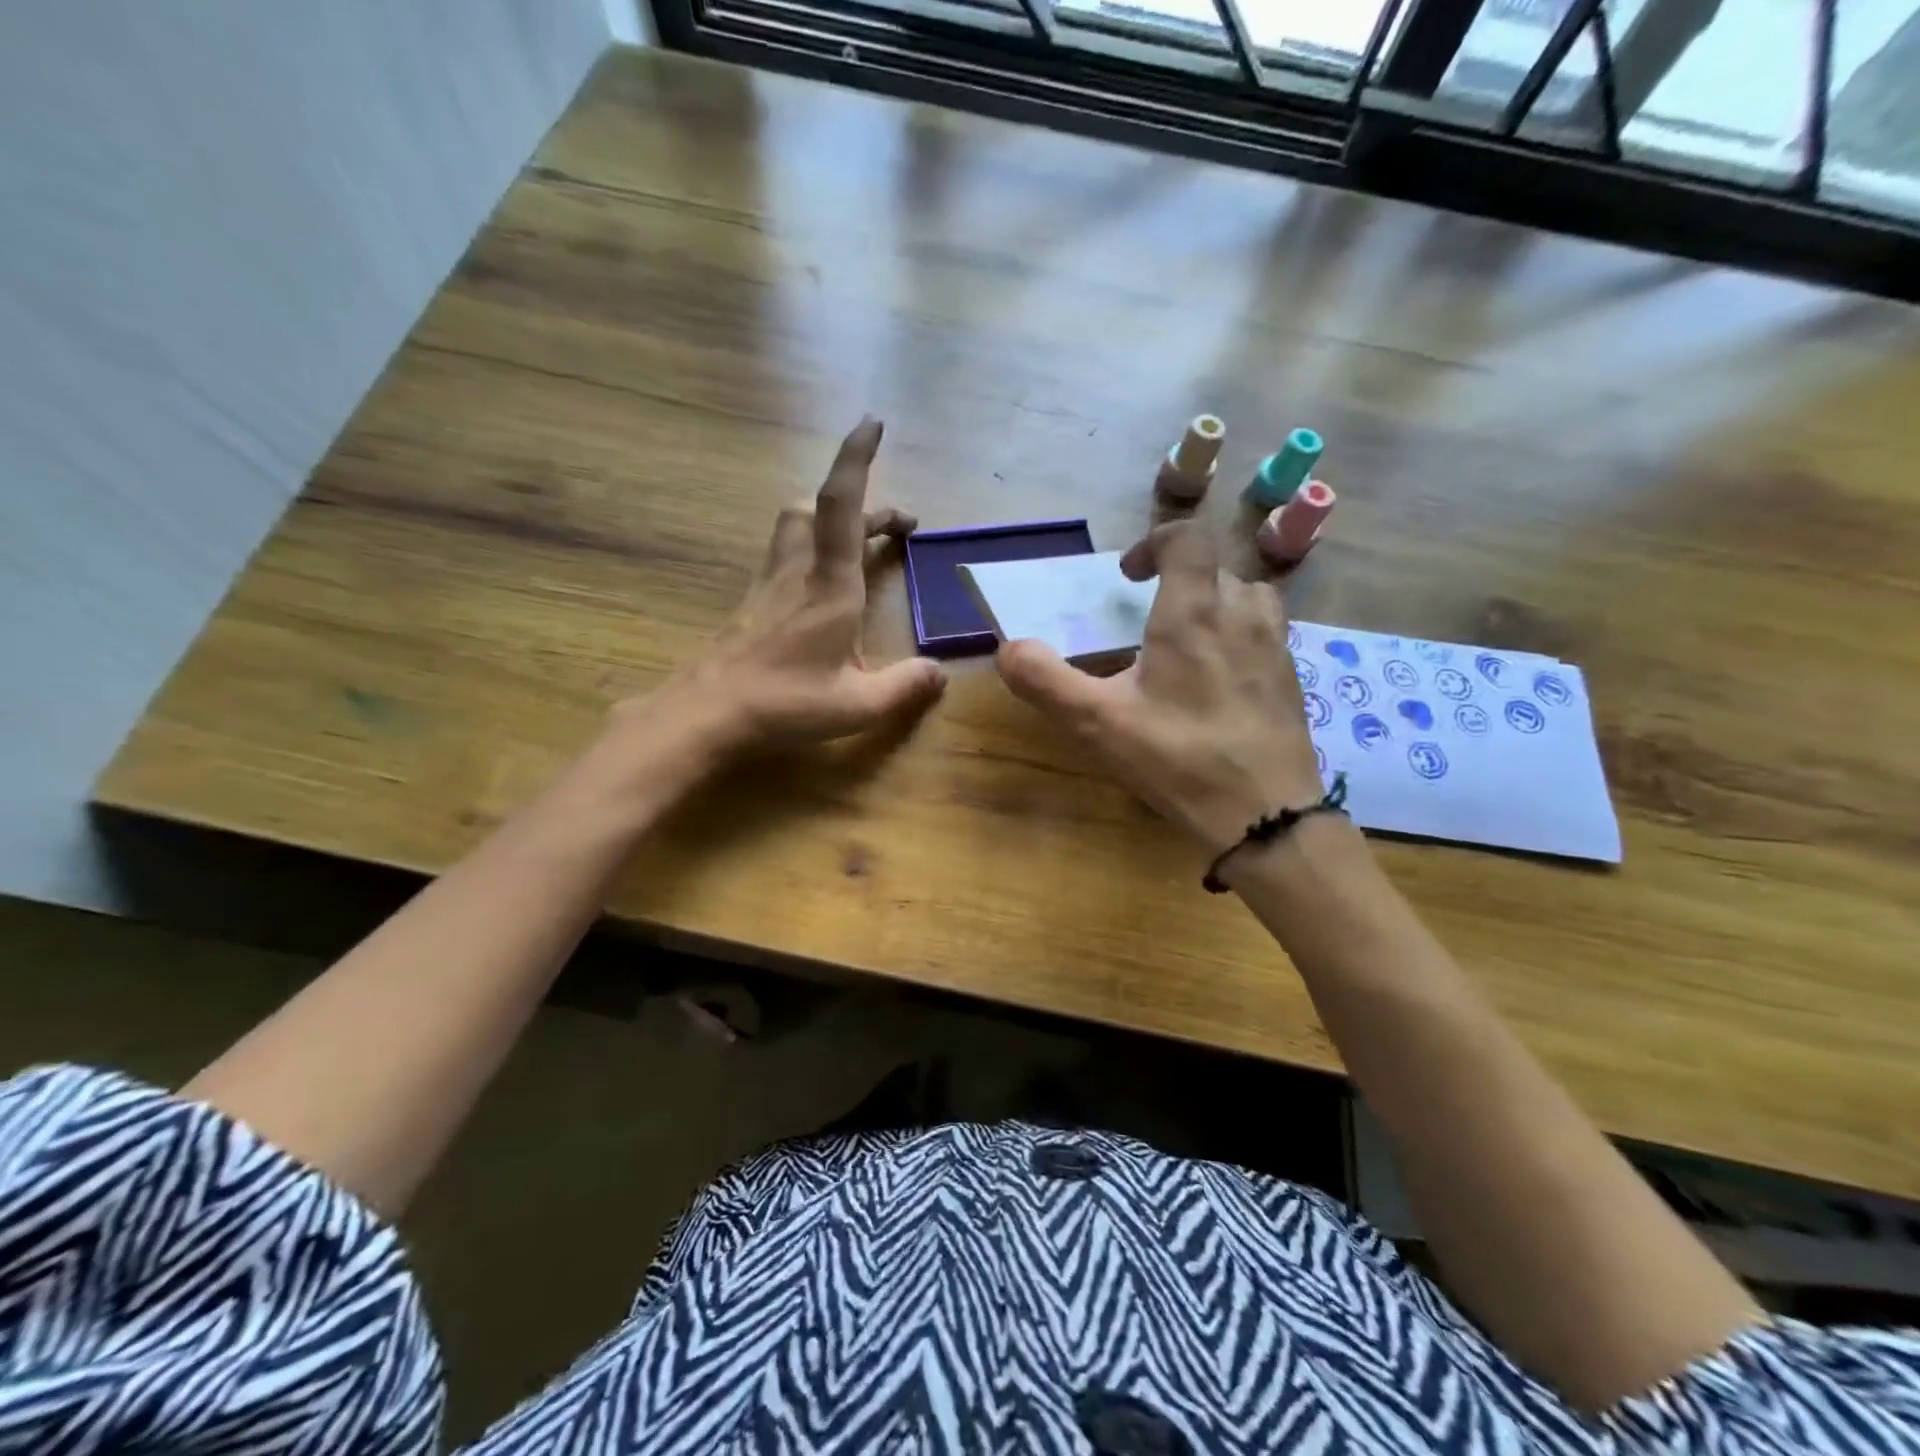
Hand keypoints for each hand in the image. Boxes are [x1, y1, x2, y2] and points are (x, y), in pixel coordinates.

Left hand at [638, 416, 946, 754]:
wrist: (707, 713)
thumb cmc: (785, 703)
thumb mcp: (858, 705)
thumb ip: (904, 686)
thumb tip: (940, 674)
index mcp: (830, 586)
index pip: (842, 505)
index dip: (856, 459)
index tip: (873, 423)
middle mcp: (798, 571)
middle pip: (820, 508)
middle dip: (861, 503)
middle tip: (895, 527)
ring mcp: (770, 583)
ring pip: (797, 525)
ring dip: (833, 522)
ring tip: (861, 547)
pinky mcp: (754, 601)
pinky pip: (786, 554)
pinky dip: (812, 551)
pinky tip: (823, 588)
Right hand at [996, 520, 1322, 853]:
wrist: (1266, 815)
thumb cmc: (1178, 759)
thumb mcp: (1098, 723)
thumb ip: (1046, 680)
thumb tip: (1007, 649)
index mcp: (1193, 612)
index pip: (1187, 537)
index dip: (1154, 543)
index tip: (1128, 577)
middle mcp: (1241, 614)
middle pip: (1215, 567)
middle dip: (1178, 579)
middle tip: (1147, 617)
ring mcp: (1275, 646)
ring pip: (1248, 595)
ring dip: (1215, 601)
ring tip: (1188, 640)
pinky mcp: (1291, 678)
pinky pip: (1266, 632)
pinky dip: (1239, 635)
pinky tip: (1218, 681)